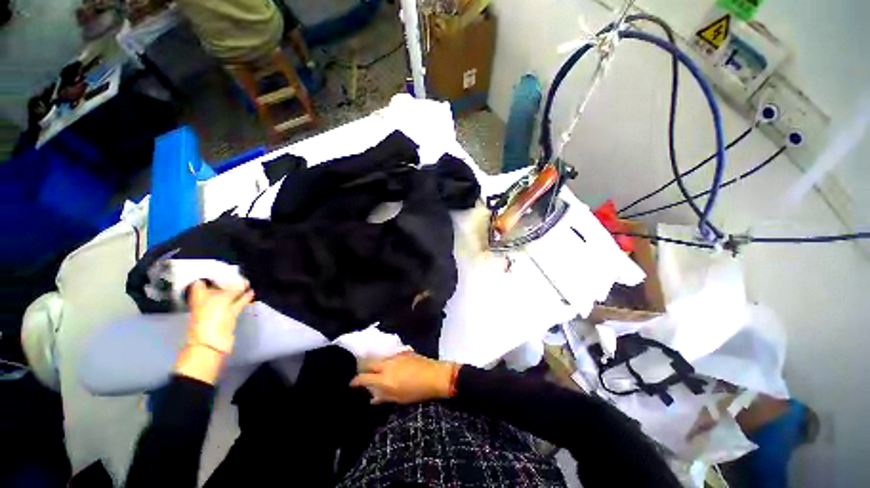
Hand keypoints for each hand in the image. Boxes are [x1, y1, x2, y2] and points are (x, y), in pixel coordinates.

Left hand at [174, 281, 253, 383]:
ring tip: (249, 281)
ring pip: (229, 296)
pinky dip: (244, 298)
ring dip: (238, 289)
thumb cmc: (210, 319)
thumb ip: (233, 290)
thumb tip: (244, 283)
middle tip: (239, 272)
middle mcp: (208, 301)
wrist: (212, 343)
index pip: (204, 281)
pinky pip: (238, 304)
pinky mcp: (229, 316)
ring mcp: (219, 309)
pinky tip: (252, 292)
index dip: (211, 274)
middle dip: (227, 280)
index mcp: (199, 296)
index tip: (223, 267)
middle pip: (217, 287)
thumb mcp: (220, 300)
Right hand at [350, 351, 458, 404]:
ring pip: (379, 359)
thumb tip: (372, 398)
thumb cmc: (417, 392)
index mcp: (384, 378)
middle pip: (369, 363)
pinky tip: (391, 367)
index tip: (351, 384)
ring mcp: (395, 356)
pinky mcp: (403, 352)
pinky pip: (390, 356)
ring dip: (375, 364)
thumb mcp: (399, 399)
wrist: (435, 376)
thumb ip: (383, 397)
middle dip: (362, 368)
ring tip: (376, 372)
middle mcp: (387, 364)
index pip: (363, 377)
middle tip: (362, 375)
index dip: (355, 381)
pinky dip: (387, 362)